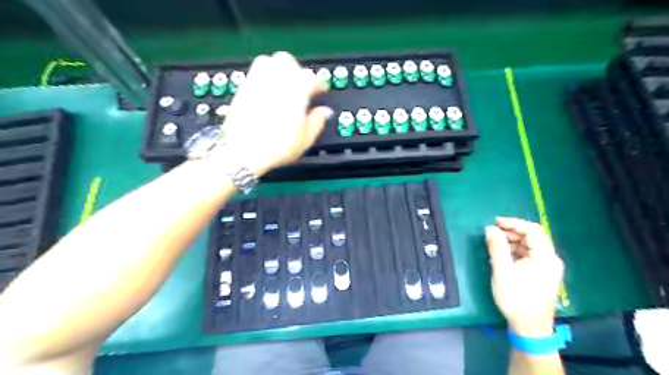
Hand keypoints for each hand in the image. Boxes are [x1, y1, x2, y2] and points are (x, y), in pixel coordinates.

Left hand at [215, 49, 329, 175]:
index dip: (319, 84)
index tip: (322, 91)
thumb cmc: (276, 147)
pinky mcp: (243, 89)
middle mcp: (275, 80)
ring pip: (268, 61)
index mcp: (296, 91)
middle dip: (297, 70)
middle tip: (302, 85)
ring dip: (279, 69)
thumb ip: (317, 122)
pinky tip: (268, 93)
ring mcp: (256, 82)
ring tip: (284, 85)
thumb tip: (324, 112)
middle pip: (287, 60)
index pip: (311, 78)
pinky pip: (254, 73)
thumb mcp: (305, 140)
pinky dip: (264, 78)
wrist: (243, 152)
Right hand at [486, 216, 562, 337]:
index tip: (494, 222)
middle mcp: (550, 259)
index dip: (513, 223)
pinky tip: (501, 257)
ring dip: (512, 242)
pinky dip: (515, 252)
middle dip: (511, 232)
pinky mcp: (542, 275)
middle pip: (532, 237)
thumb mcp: (502, 271)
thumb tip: (490, 228)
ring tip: (494, 246)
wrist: (530, 328)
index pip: (532, 230)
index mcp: (545, 257)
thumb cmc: (516, 299)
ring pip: (530, 246)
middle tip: (492, 233)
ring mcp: (548, 268)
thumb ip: (497, 247)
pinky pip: (529, 256)